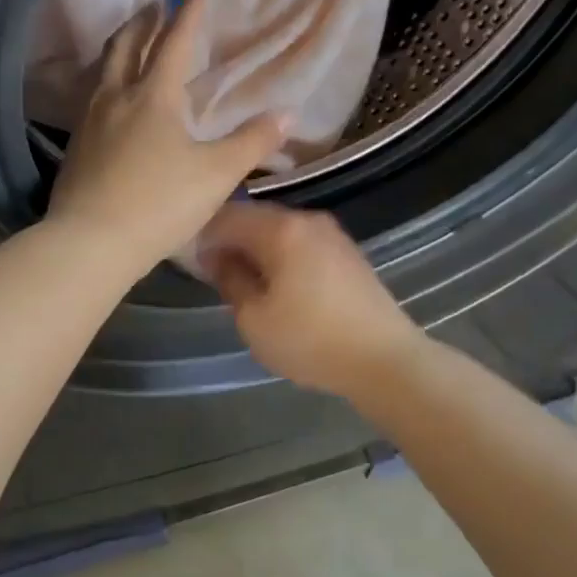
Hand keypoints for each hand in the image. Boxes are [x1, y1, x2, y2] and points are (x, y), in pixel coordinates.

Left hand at [47, 0, 285, 276]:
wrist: (90, 242)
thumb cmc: (160, 204)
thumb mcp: (216, 175)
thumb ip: (252, 142)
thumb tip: (288, 114)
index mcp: (153, 96)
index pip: (174, 41)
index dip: (189, 11)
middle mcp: (116, 98)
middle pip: (125, 45)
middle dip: (143, 22)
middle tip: (156, 8)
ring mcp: (89, 122)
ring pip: (103, 72)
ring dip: (120, 50)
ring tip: (132, 48)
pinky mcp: (75, 147)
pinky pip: (92, 101)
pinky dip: (107, 85)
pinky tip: (113, 105)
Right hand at [198, 202, 428, 397]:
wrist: (386, 360)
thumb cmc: (311, 340)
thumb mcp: (254, 319)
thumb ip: (229, 280)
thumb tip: (215, 258)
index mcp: (281, 229)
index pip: (226, 215)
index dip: (202, 235)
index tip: (191, 261)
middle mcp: (307, 219)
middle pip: (254, 218)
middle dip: (229, 240)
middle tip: (212, 272)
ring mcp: (331, 234)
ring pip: (278, 230)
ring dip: (255, 248)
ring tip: (243, 281)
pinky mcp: (346, 252)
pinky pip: (300, 242)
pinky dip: (280, 255)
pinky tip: (276, 284)